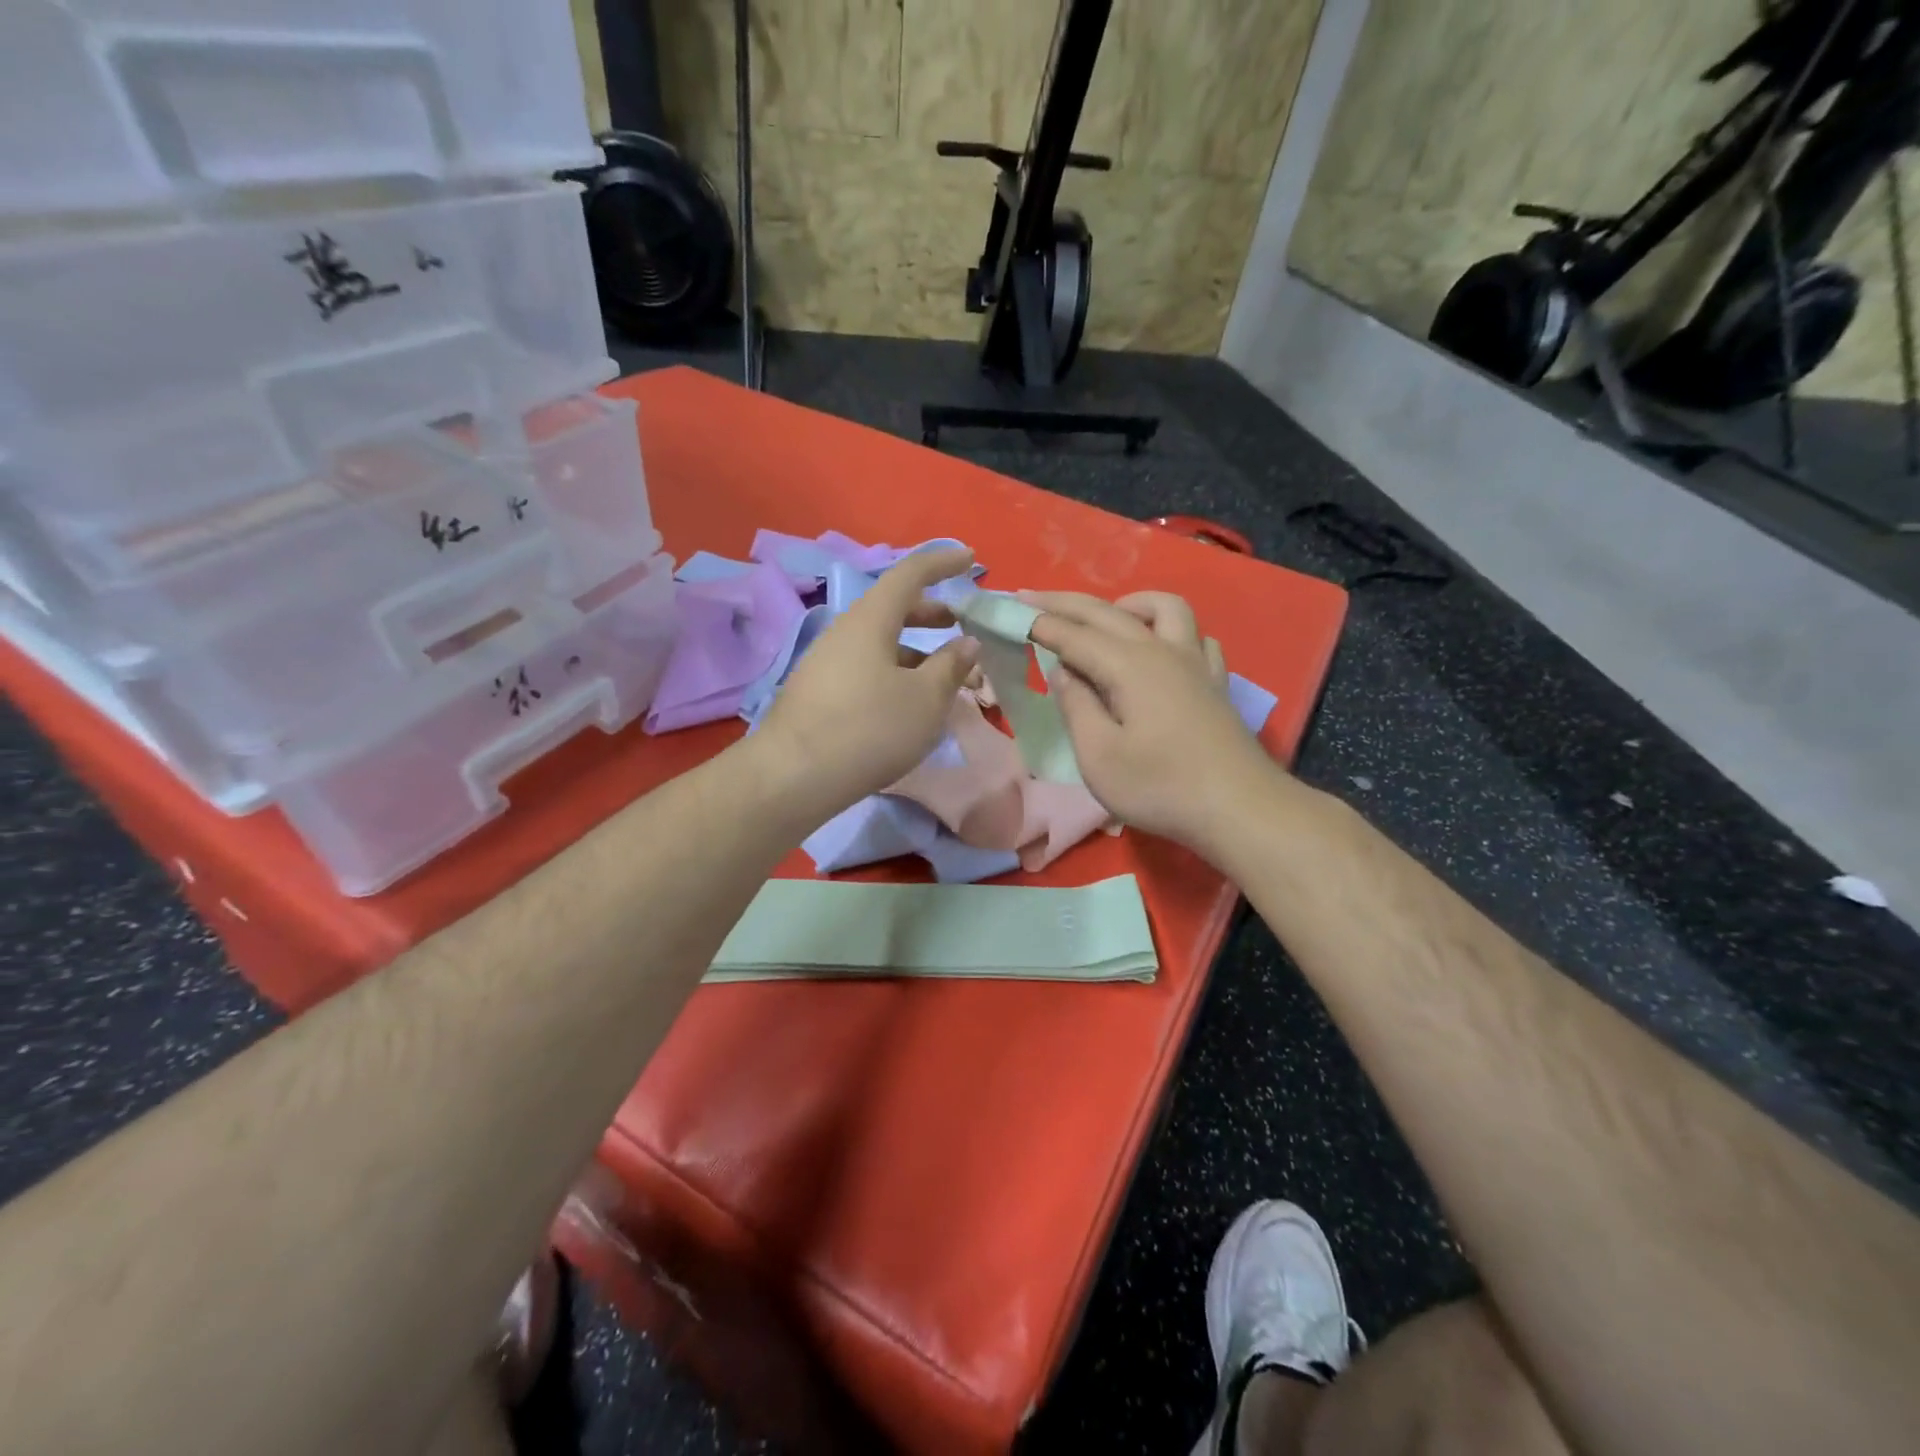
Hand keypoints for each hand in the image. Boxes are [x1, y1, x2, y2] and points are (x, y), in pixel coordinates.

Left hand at [757, 547, 980, 816]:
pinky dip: (896, 675)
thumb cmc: (869, 729)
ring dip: (917, 653)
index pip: (910, 573)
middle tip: (962, 626)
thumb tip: (967, 642)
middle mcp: (845, 632)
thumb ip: (951, 666)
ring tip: (947, 679)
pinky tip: (911, 706)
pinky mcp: (819, 693)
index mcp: (870, 620)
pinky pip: (866, 669)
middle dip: (932, 614)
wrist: (794, 777)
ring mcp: (827, 663)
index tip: (971, 559)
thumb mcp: (925, 699)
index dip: (943, 562)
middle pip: (893, 609)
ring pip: (881, 644)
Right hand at [1024, 589, 1273, 846]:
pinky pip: (1195, 636)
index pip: (1073, 635)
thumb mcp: (1099, 756)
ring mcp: (1195, 662)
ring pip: (1164, 608)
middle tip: (1032, 597)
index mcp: (1128, 666)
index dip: (1039, 623)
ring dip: (1127, 604)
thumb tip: (1064, 671)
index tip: (1009, 611)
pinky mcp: (1215, 681)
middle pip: (1108, 612)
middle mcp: (1162, 650)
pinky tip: (1160, 650)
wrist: (1239, 808)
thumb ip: (1077, 707)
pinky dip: (1169, 631)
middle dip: (1066, 603)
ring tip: (1104, 620)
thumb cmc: (1160, 787)